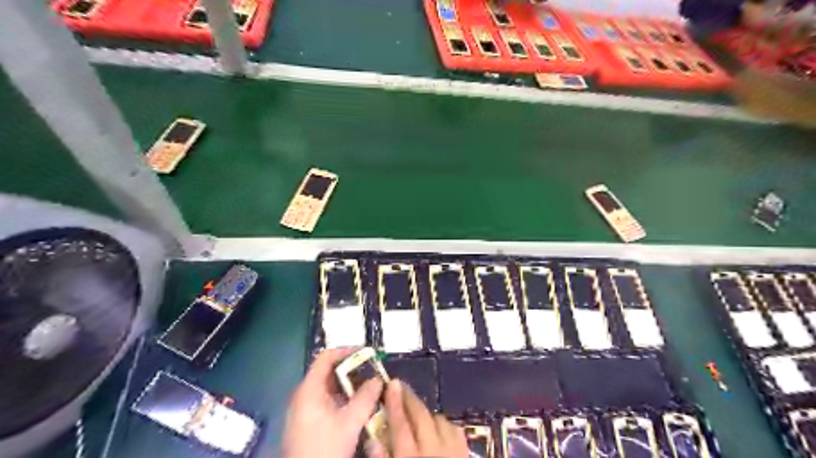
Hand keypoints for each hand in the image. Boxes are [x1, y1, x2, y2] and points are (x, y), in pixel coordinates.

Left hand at [282, 348, 384, 456]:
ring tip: (370, 388)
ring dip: (350, 386)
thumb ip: (365, 398)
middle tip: (373, 372)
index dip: (347, 351)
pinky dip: (343, 398)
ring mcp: (304, 409)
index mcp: (309, 389)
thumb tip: (378, 379)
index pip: (326, 357)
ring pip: (329, 388)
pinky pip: (327, 401)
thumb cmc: (324, 448)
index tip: (367, 354)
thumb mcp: (349, 423)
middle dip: (352, 370)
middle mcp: (304, 394)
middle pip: (328, 372)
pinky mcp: (307, 422)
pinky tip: (358, 407)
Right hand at [373, 380, 467, 457]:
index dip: (394, 402)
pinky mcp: (466, 451)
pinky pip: (456, 430)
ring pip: (439, 420)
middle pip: (421, 416)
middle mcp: (433, 449)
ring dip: (426, 412)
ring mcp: (453, 450)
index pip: (400, 425)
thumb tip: (372, 439)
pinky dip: (444, 425)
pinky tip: (438, 428)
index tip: (391, 382)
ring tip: (416, 410)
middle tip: (399, 386)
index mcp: (410, 457)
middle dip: (409, 398)